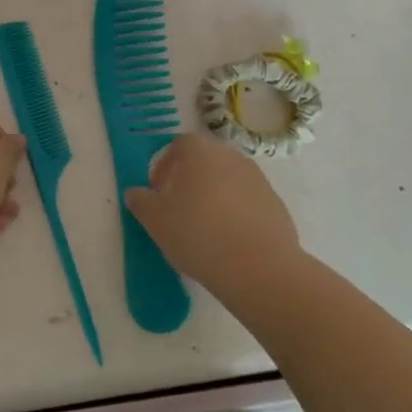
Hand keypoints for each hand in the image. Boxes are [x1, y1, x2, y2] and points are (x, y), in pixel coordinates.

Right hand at [124, 134, 303, 304]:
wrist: (258, 266)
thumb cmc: (198, 233)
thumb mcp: (155, 220)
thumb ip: (141, 202)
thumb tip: (136, 193)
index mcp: (201, 151)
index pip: (179, 145)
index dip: (165, 166)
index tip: (158, 193)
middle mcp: (231, 156)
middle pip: (205, 161)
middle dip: (190, 181)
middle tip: (178, 210)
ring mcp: (258, 179)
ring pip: (228, 182)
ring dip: (214, 198)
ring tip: (205, 230)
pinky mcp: (276, 204)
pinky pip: (248, 203)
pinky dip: (236, 215)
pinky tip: (229, 242)